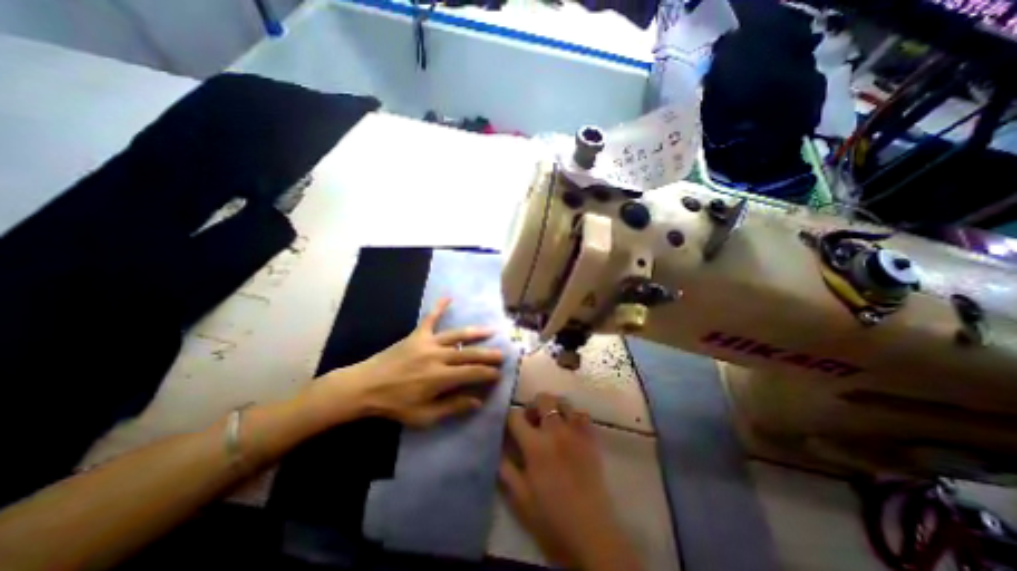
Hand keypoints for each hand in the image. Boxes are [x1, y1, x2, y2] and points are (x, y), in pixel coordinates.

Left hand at [316, 300, 502, 427]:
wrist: (365, 387)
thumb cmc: (395, 405)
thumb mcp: (424, 416)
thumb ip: (452, 407)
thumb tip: (477, 401)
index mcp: (440, 378)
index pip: (472, 373)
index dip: (488, 374)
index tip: (499, 374)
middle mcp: (438, 357)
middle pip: (469, 353)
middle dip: (488, 354)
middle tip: (502, 354)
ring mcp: (427, 343)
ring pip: (457, 335)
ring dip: (475, 333)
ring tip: (491, 330)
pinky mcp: (417, 335)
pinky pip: (430, 318)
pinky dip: (439, 307)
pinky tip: (449, 296)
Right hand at [499, 393, 642, 570]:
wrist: (591, 533)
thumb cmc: (551, 518)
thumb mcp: (520, 498)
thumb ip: (505, 468)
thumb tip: (498, 447)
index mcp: (535, 445)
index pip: (516, 416)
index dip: (509, 418)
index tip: (509, 426)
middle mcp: (556, 431)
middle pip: (543, 399)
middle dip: (533, 405)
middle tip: (531, 421)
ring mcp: (577, 432)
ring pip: (564, 402)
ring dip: (553, 407)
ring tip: (551, 424)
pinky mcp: (592, 438)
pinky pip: (582, 415)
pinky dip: (573, 416)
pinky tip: (569, 431)